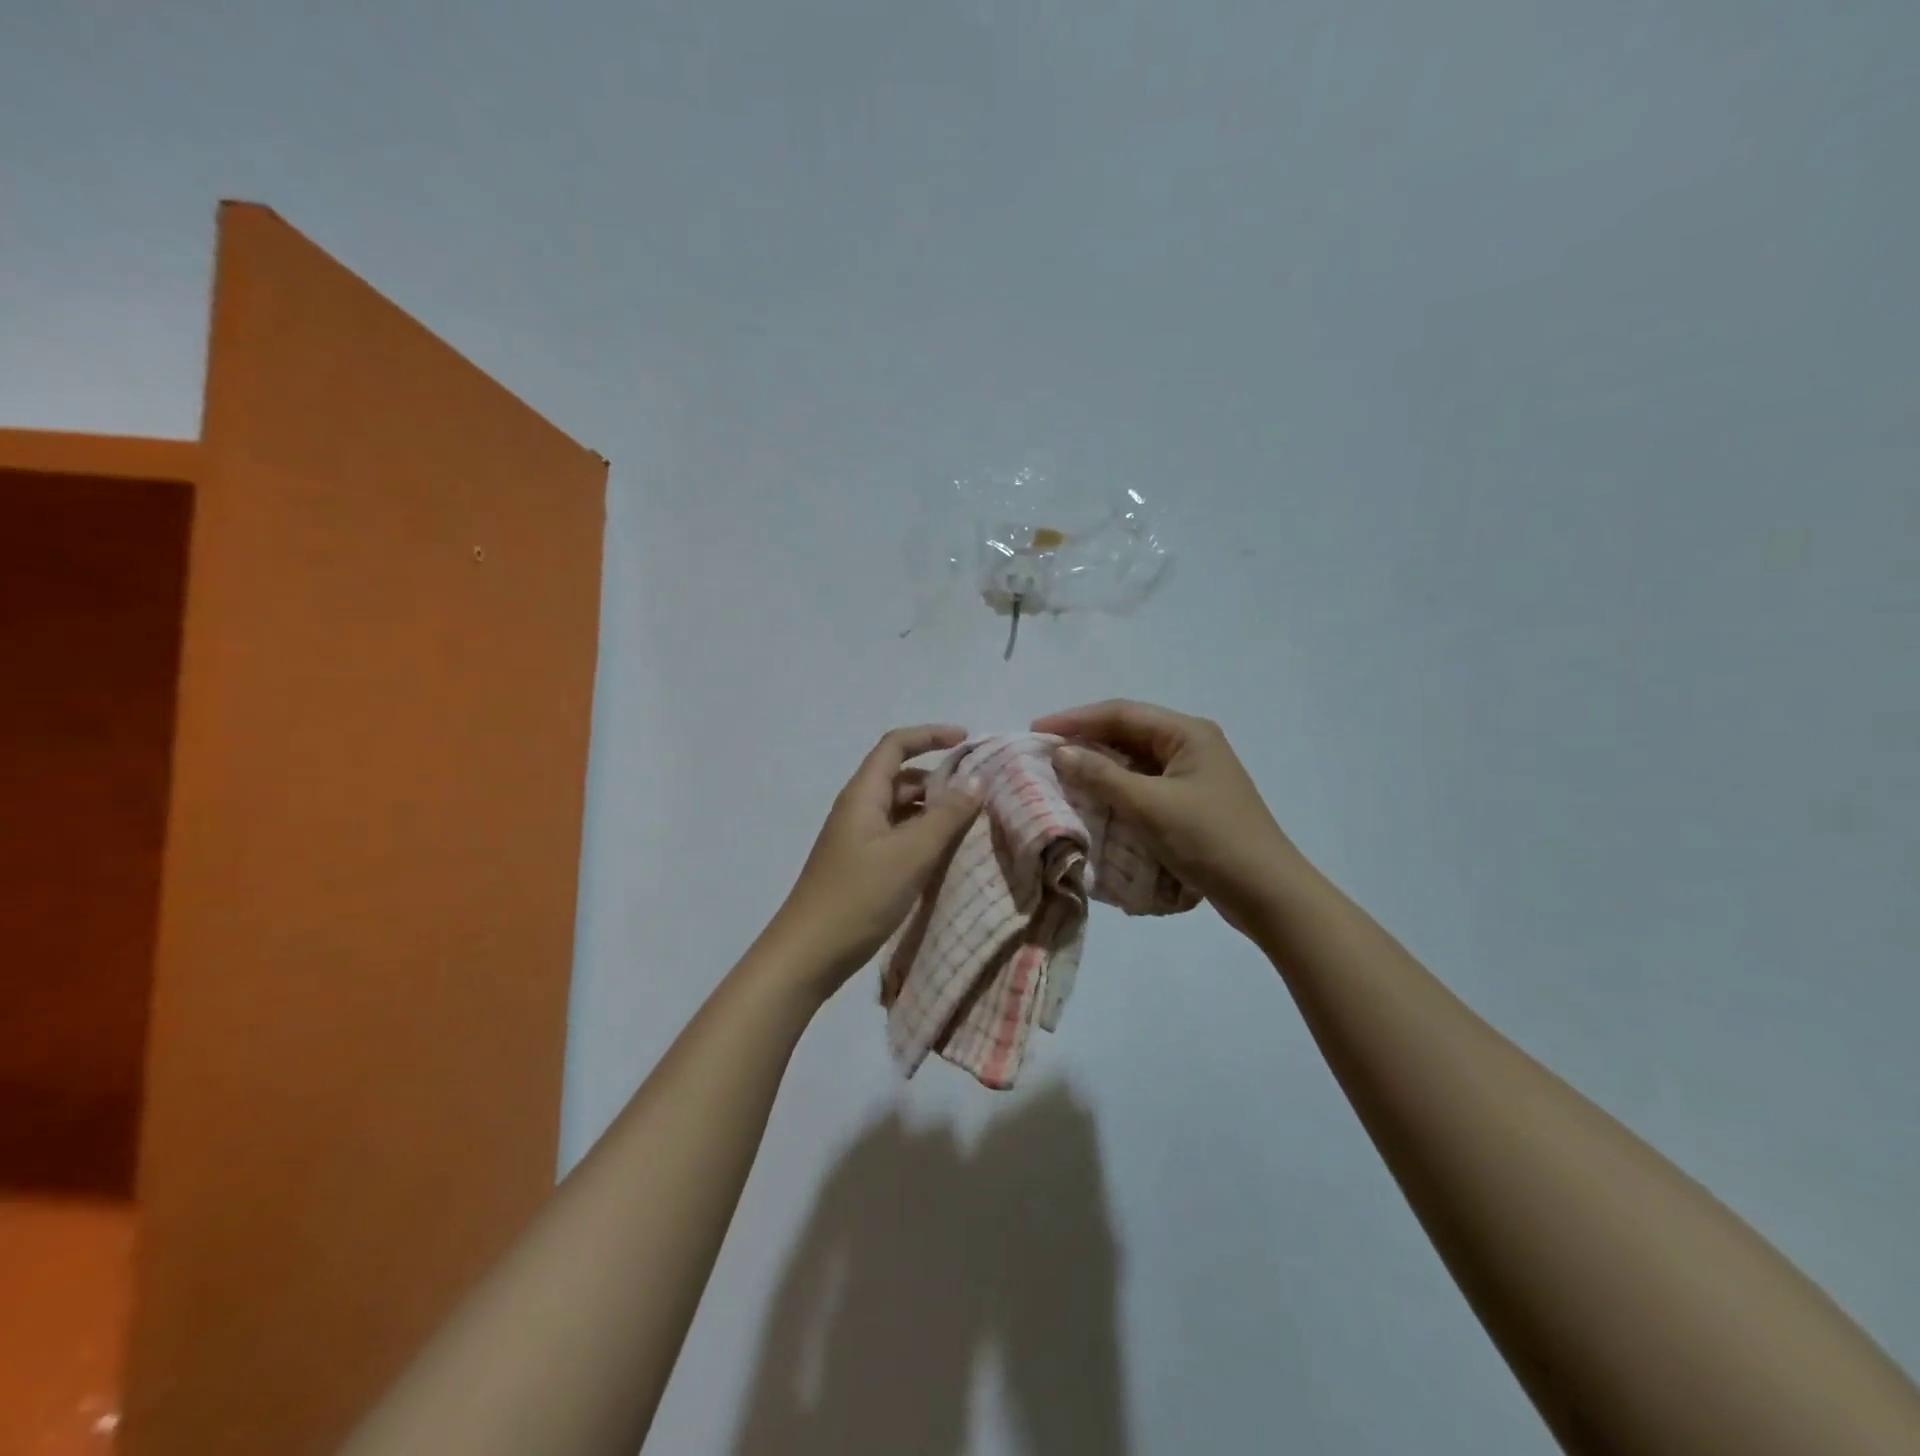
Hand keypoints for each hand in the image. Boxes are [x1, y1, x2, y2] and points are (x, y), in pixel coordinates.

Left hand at [767, 725, 984, 996]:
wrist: (807, 954)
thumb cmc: (858, 897)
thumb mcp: (910, 854)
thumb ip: (946, 816)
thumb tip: (976, 781)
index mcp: (863, 795)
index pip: (896, 745)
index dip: (931, 736)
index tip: (968, 741)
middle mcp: (859, 809)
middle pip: (901, 777)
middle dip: (940, 778)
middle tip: (981, 793)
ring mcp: (858, 839)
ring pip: (902, 810)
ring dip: (934, 810)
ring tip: (973, 824)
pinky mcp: (861, 866)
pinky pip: (898, 837)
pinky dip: (923, 837)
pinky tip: (947, 855)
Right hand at [1031, 700, 1296, 933]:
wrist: (1266, 893)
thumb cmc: (1208, 839)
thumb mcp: (1149, 806)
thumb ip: (1102, 776)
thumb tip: (1062, 754)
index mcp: (1187, 734)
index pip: (1121, 713)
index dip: (1075, 719)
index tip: (1036, 730)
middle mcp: (1191, 746)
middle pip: (1128, 734)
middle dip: (1085, 742)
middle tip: (1044, 754)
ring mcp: (1193, 776)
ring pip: (1135, 762)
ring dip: (1099, 768)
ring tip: (1061, 777)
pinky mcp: (1191, 804)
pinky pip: (1144, 787)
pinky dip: (1116, 791)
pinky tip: (1094, 803)